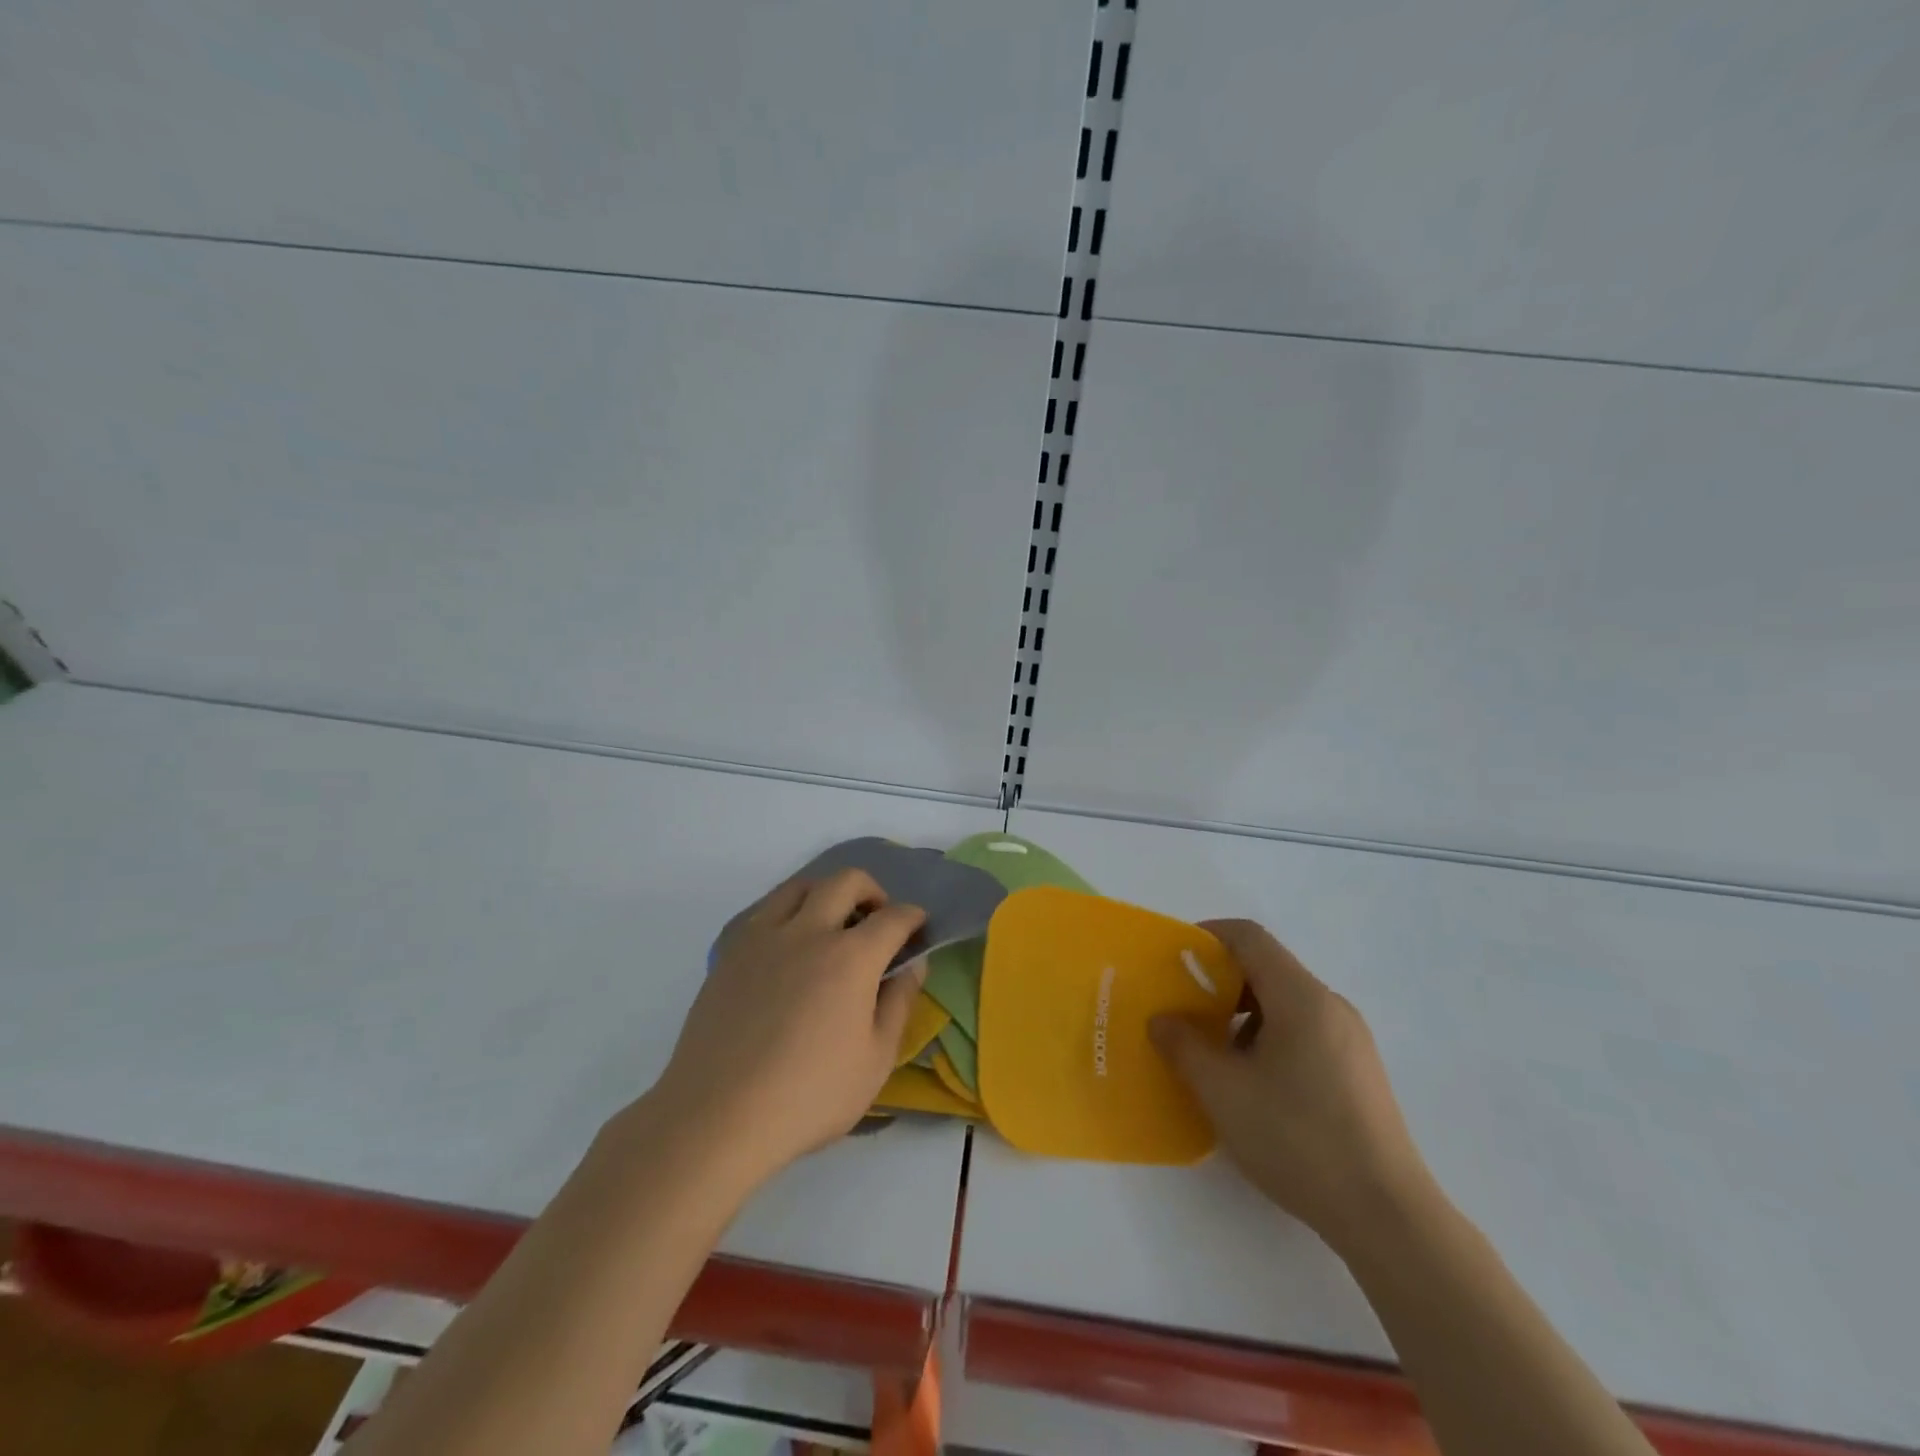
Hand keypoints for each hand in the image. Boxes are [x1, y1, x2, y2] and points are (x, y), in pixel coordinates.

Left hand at [647, 869, 926, 1188]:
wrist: (718, 1115)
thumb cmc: (809, 1095)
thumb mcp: (875, 1060)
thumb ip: (899, 1004)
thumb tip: (913, 965)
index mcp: (851, 957)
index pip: (893, 918)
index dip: (913, 917)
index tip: (918, 927)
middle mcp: (809, 931)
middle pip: (847, 881)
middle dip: (873, 891)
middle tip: (877, 919)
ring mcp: (764, 937)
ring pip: (801, 885)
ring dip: (826, 892)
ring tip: (832, 923)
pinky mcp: (731, 952)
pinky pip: (765, 909)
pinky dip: (788, 911)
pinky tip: (789, 945)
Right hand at [1151, 919, 1433, 1254]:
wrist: (1387, 1218)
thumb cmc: (1298, 1139)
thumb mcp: (1223, 1092)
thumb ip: (1184, 1046)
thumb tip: (1163, 1019)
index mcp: (1301, 997)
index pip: (1249, 938)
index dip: (1207, 937)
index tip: (1174, 959)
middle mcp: (1331, 1006)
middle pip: (1267, 969)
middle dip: (1219, 982)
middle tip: (1184, 1010)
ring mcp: (1350, 1040)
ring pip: (1285, 1003)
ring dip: (1242, 1014)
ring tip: (1213, 1053)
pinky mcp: (1359, 1072)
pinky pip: (1304, 1031)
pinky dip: (1268, 1037)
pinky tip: (1252, 1083)